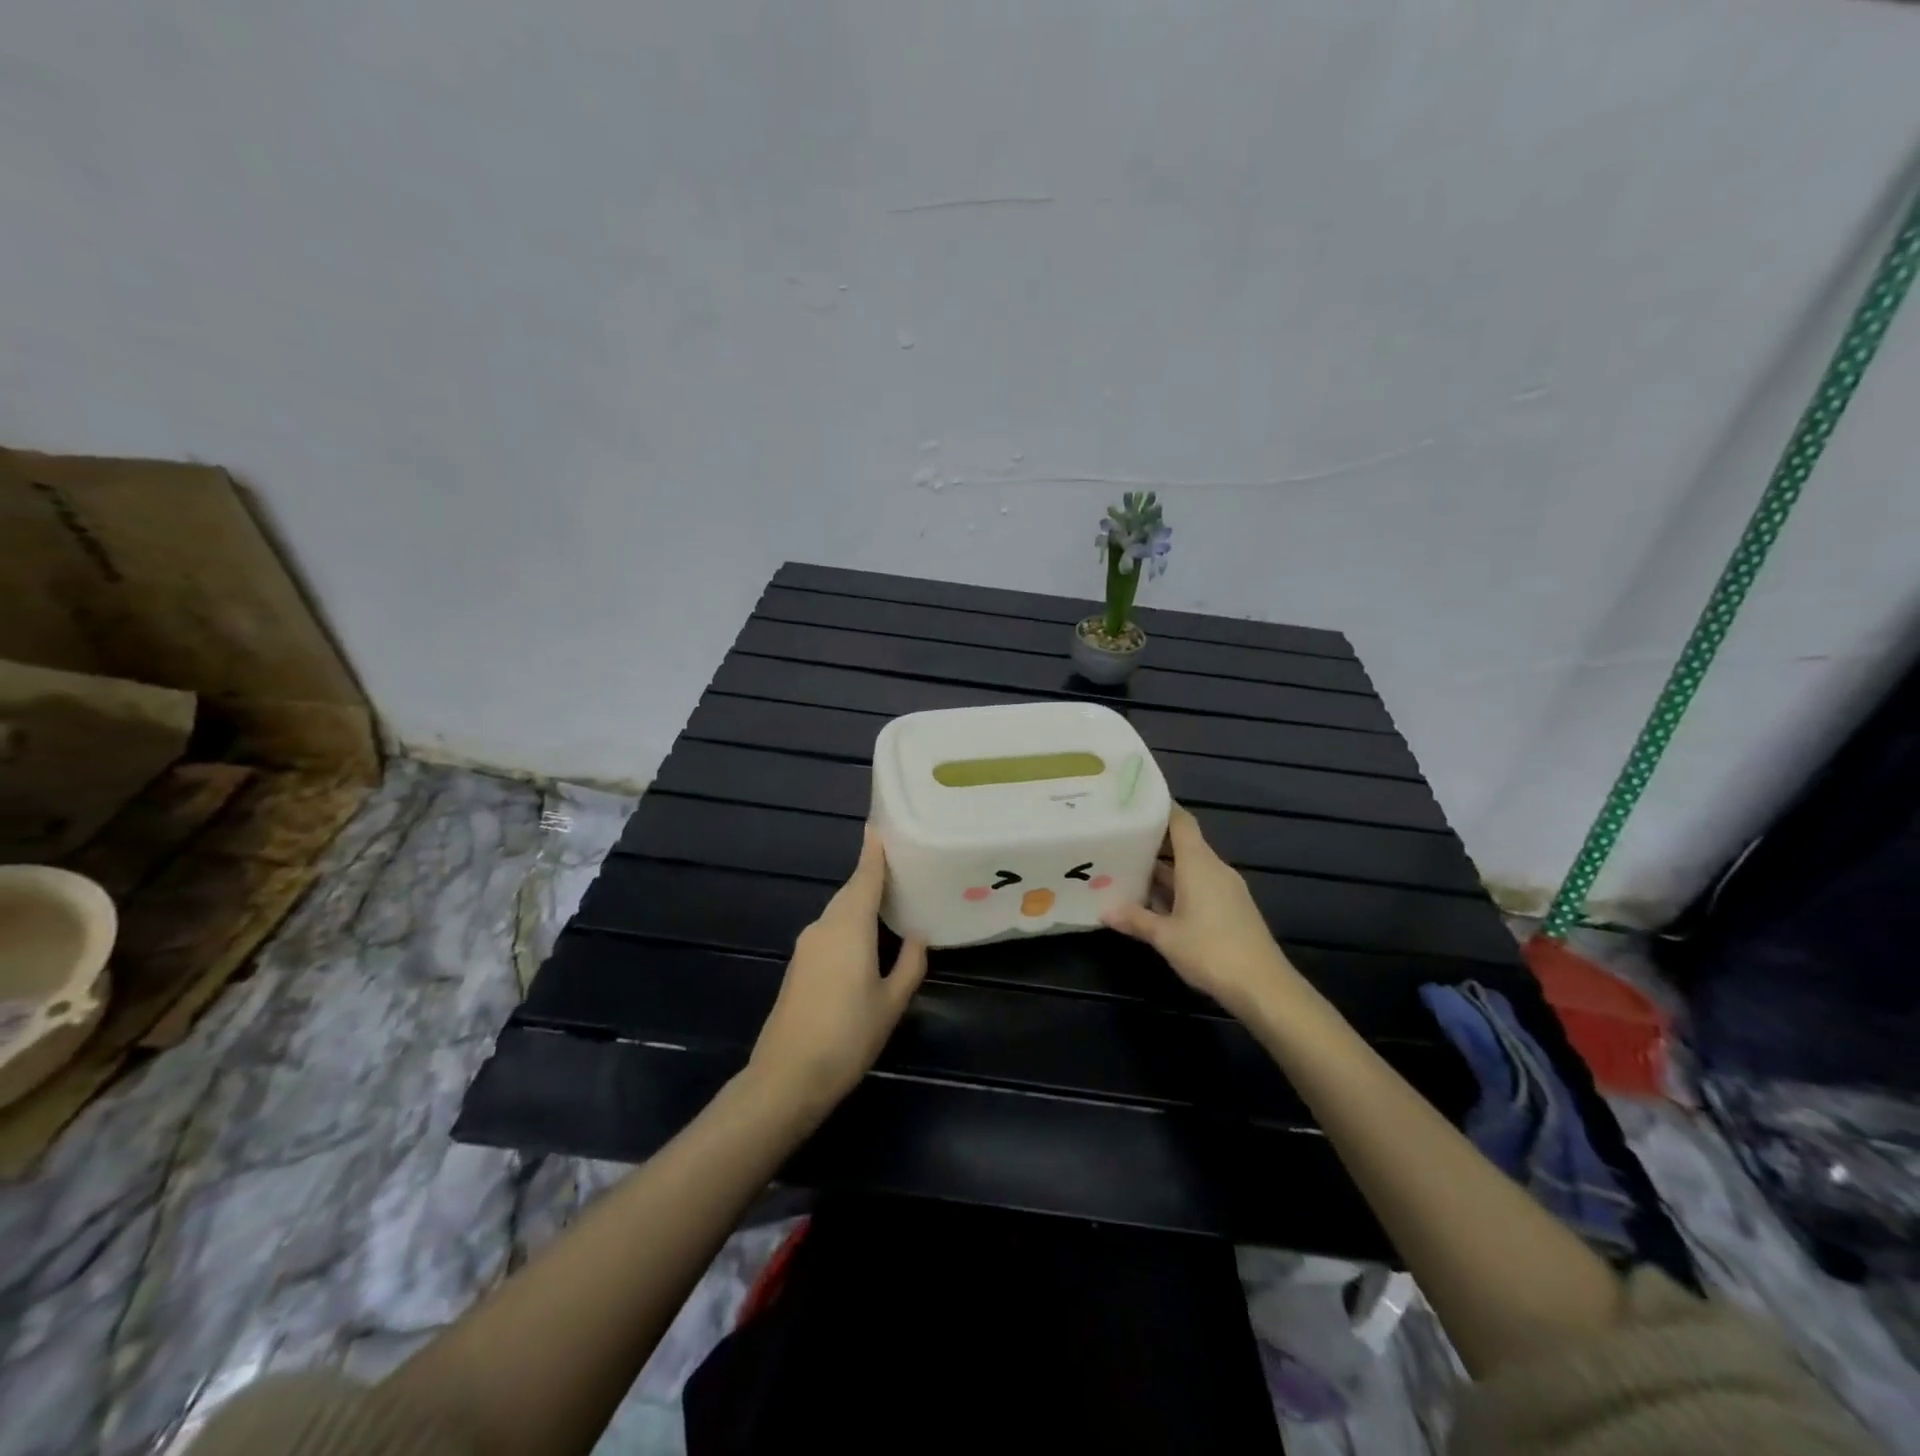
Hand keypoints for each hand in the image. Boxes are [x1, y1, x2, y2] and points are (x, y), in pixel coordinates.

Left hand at [749, 828, 928, 1116]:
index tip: (879, 824)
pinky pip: (830, 930)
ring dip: (861, 901)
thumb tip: (916, 936)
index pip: (864, 877)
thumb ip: (908, 964)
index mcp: (849, 926)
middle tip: (901, 865)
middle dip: (871, 875)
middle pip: (850, 891)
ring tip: (891, 899)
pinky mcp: (800, 965)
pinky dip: (849, 922)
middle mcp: (824, 926)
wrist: (787, 1076)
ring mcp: (807, 945)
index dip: (873, 851)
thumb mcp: (891, 1002)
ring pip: (839, 911)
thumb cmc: (847, 1036)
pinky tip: (866, 936)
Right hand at [1103, 804, 1304, 1021]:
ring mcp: (1226, 890)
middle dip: (1153, 842)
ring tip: (1128, 870)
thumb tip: (1105, 910)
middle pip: (1183, 844)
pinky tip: (1155, 903)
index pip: (1181, 822)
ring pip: (1190, 869)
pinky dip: (1177, 888)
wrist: (1263, 987)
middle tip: (1119, 839)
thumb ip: (1135, 919)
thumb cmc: (1211, 950)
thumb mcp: (1165, 936)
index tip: (1135, 802)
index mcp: (1199, 864)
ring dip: (1163, 870)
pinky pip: (1199, 887)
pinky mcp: (1231, 909)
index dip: (1161, 808)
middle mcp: (1214, 869)